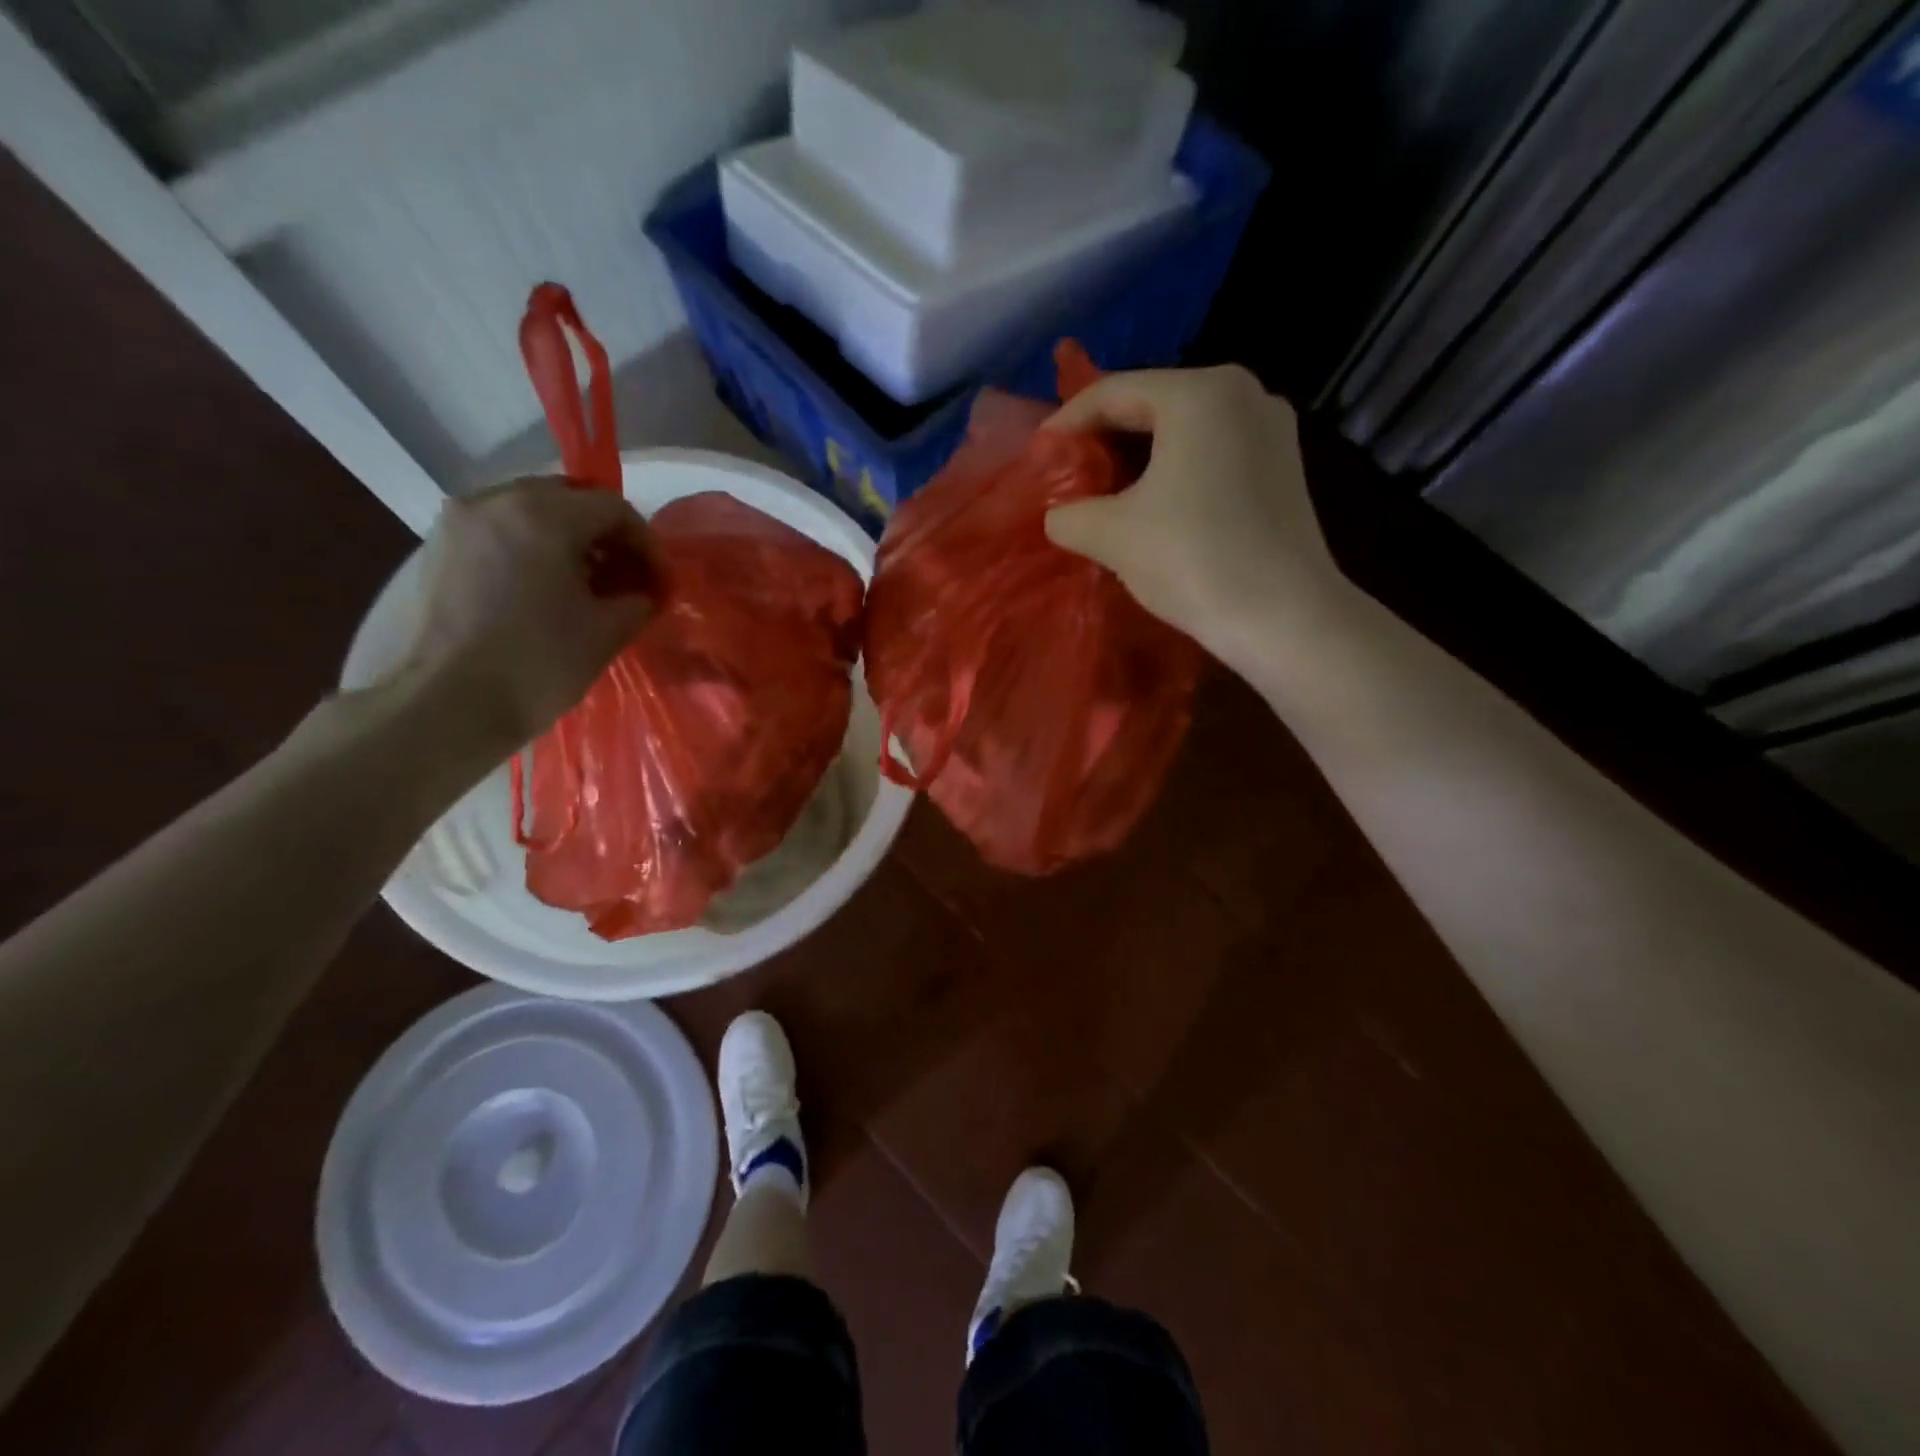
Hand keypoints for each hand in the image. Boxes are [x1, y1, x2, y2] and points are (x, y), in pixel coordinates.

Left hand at [395, 475, 653, 751]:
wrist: (450, 705)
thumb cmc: (540, 663)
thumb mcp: (607, 631)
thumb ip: (637, 600)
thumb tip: (644, 593)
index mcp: (543, 514)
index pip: (613, 508)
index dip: (646, 544)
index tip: (659, 582)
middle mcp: (496, 500)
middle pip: (569, 500)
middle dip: (605, 536)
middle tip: (626, 578)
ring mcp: (460, 522)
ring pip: (531, 513)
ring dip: (568, 541)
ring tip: (587, 586)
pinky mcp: (439, 549)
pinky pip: (500, 532)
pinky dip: (531, 549)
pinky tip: (545, 590)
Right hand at [1042, 366, 1352, 668]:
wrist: (1283, 618)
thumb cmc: (1193, 559)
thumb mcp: (1111, 535)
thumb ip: (1069, 513)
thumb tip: (1058, 514)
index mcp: (1201, 393)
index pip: (1114, 392)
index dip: (1067, 422)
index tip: (1038, 455)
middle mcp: (1244, 393)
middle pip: (1153, 404)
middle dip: (1104, 438)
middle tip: (1067, 472)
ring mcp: (1272, 430)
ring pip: (1185, 431)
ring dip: (1139, 457)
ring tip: (1104, 491)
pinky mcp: (1284, 468)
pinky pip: (1213, 453)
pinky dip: (1175, 470)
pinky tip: (1153, 504)